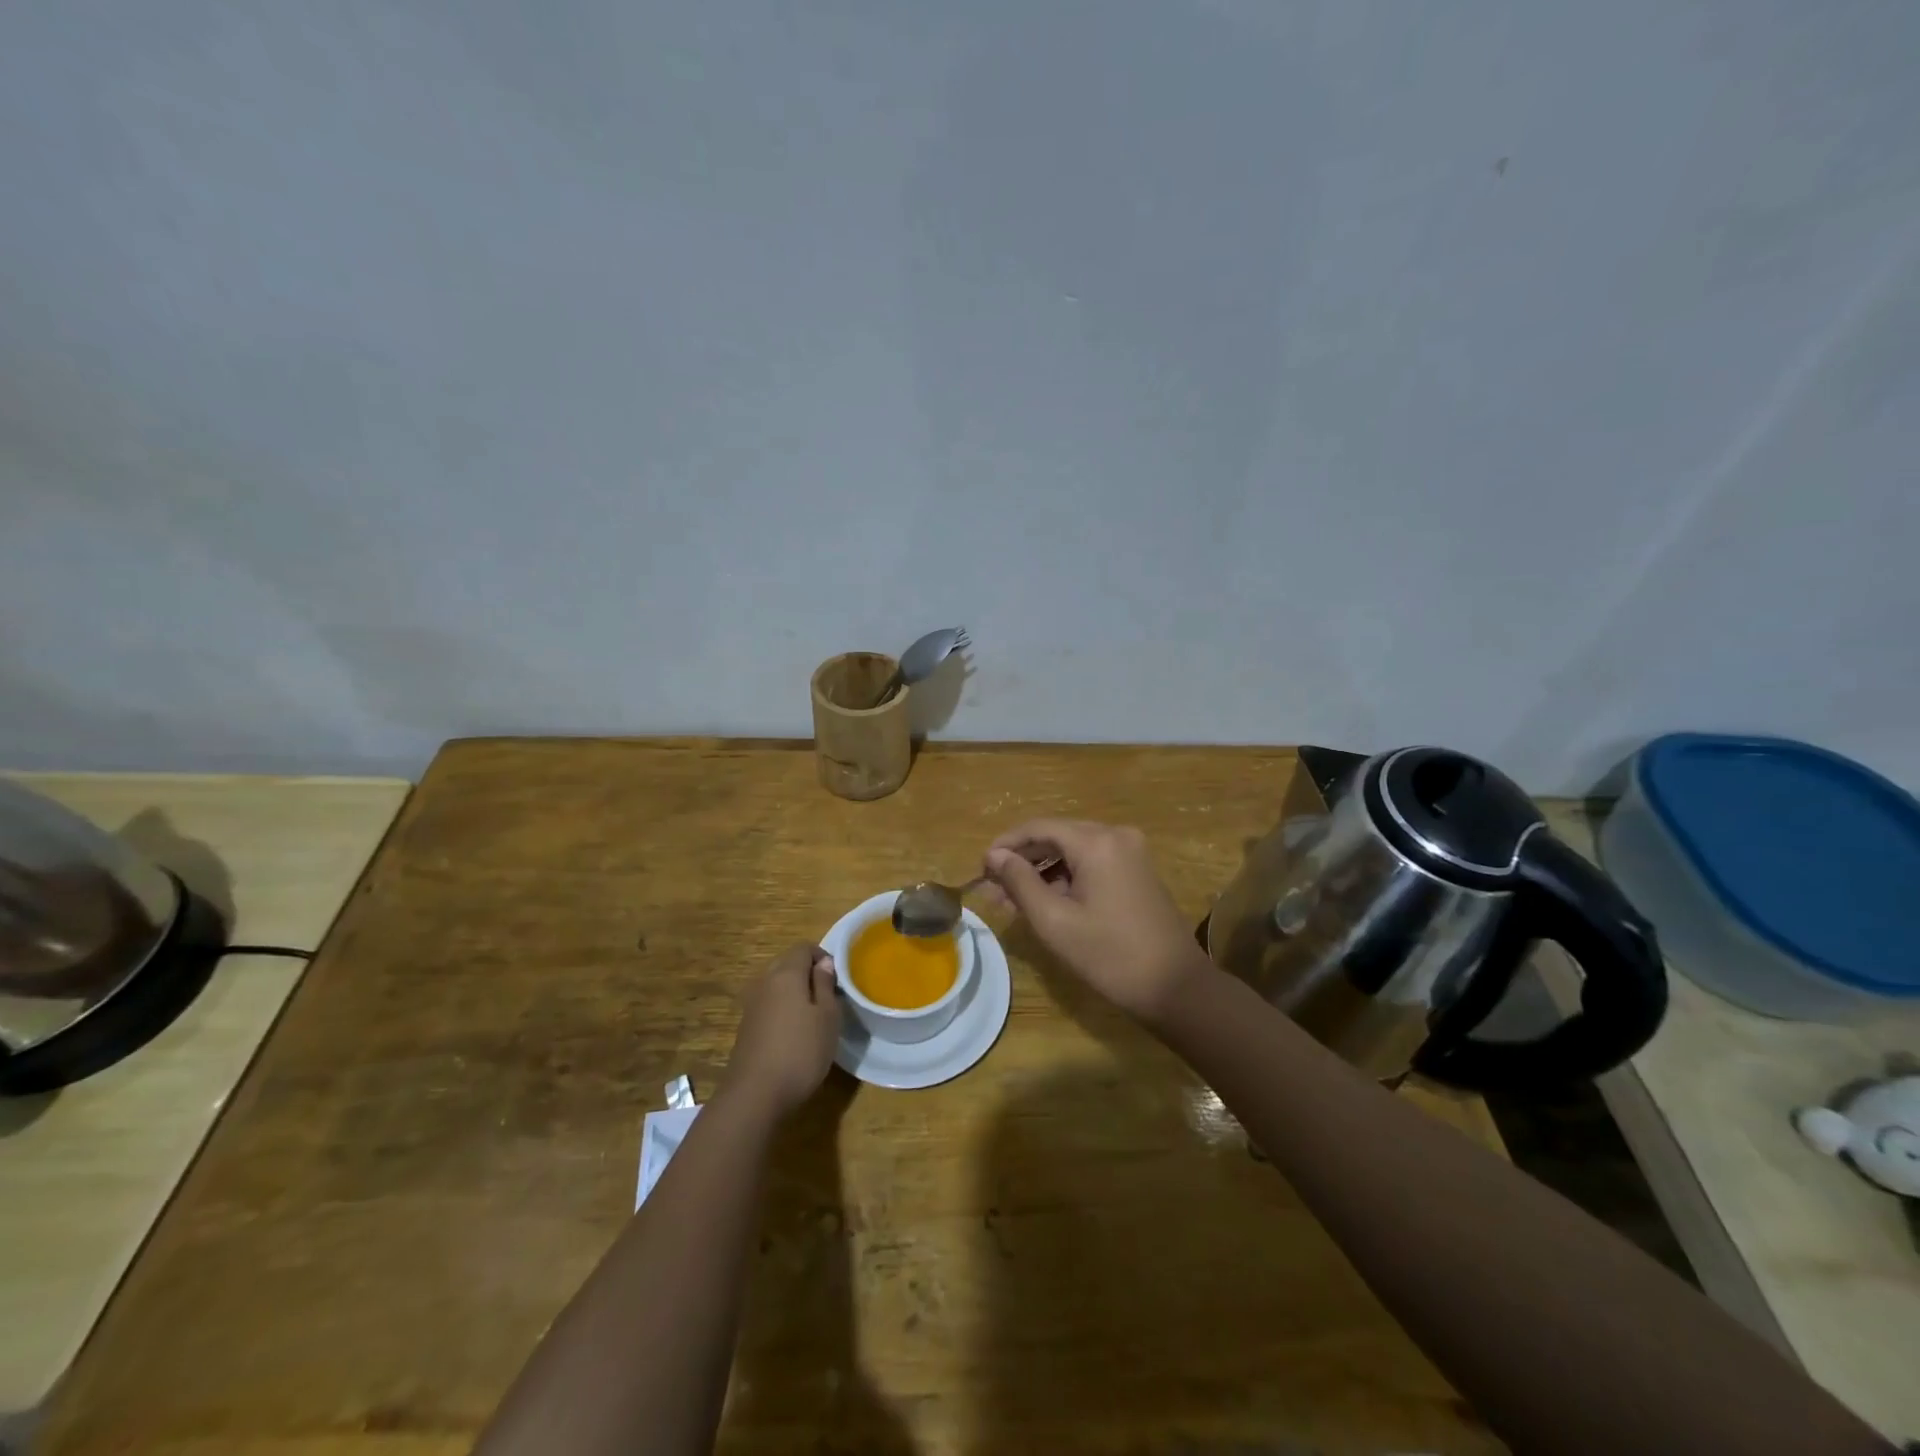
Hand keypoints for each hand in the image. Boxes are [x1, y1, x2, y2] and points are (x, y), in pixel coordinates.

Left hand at [723, 944, 841, 1117]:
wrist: (754, 1095)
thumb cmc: (800, 1051)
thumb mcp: (827, 1017)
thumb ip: (825, 985)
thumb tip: (824, 962)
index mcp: (786, 974)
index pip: (804, 948)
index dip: (823, 956)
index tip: (837, 979)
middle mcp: (764, 982)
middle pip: (787, 963)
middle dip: (808, 973)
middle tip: (828, 997)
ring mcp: (751, 1005)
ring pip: (777, 985)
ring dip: (795, 992)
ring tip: (813, 1017)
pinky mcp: (746, 1027)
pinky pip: (768, 1005)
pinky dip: (782, 1010)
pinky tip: (793, 1034)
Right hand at [984, 820, 1210, 1023]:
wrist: (1177, 988)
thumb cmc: (1110, 956)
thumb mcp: (1055, 921)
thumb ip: (1020, 882)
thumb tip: (995, 856)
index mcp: (1097, 842)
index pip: (1039, 828)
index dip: (1006, 845)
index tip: (980, 868)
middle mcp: (1116, 835)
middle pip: (1056, 836)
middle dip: (1022, 861)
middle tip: (992, 890)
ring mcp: (1131, 852)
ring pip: (1073, 850)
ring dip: (1042, 872)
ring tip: (1011, 901)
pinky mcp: (1137, 871)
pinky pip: (1092, 863)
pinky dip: (1066, 878)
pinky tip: (1045, 902)